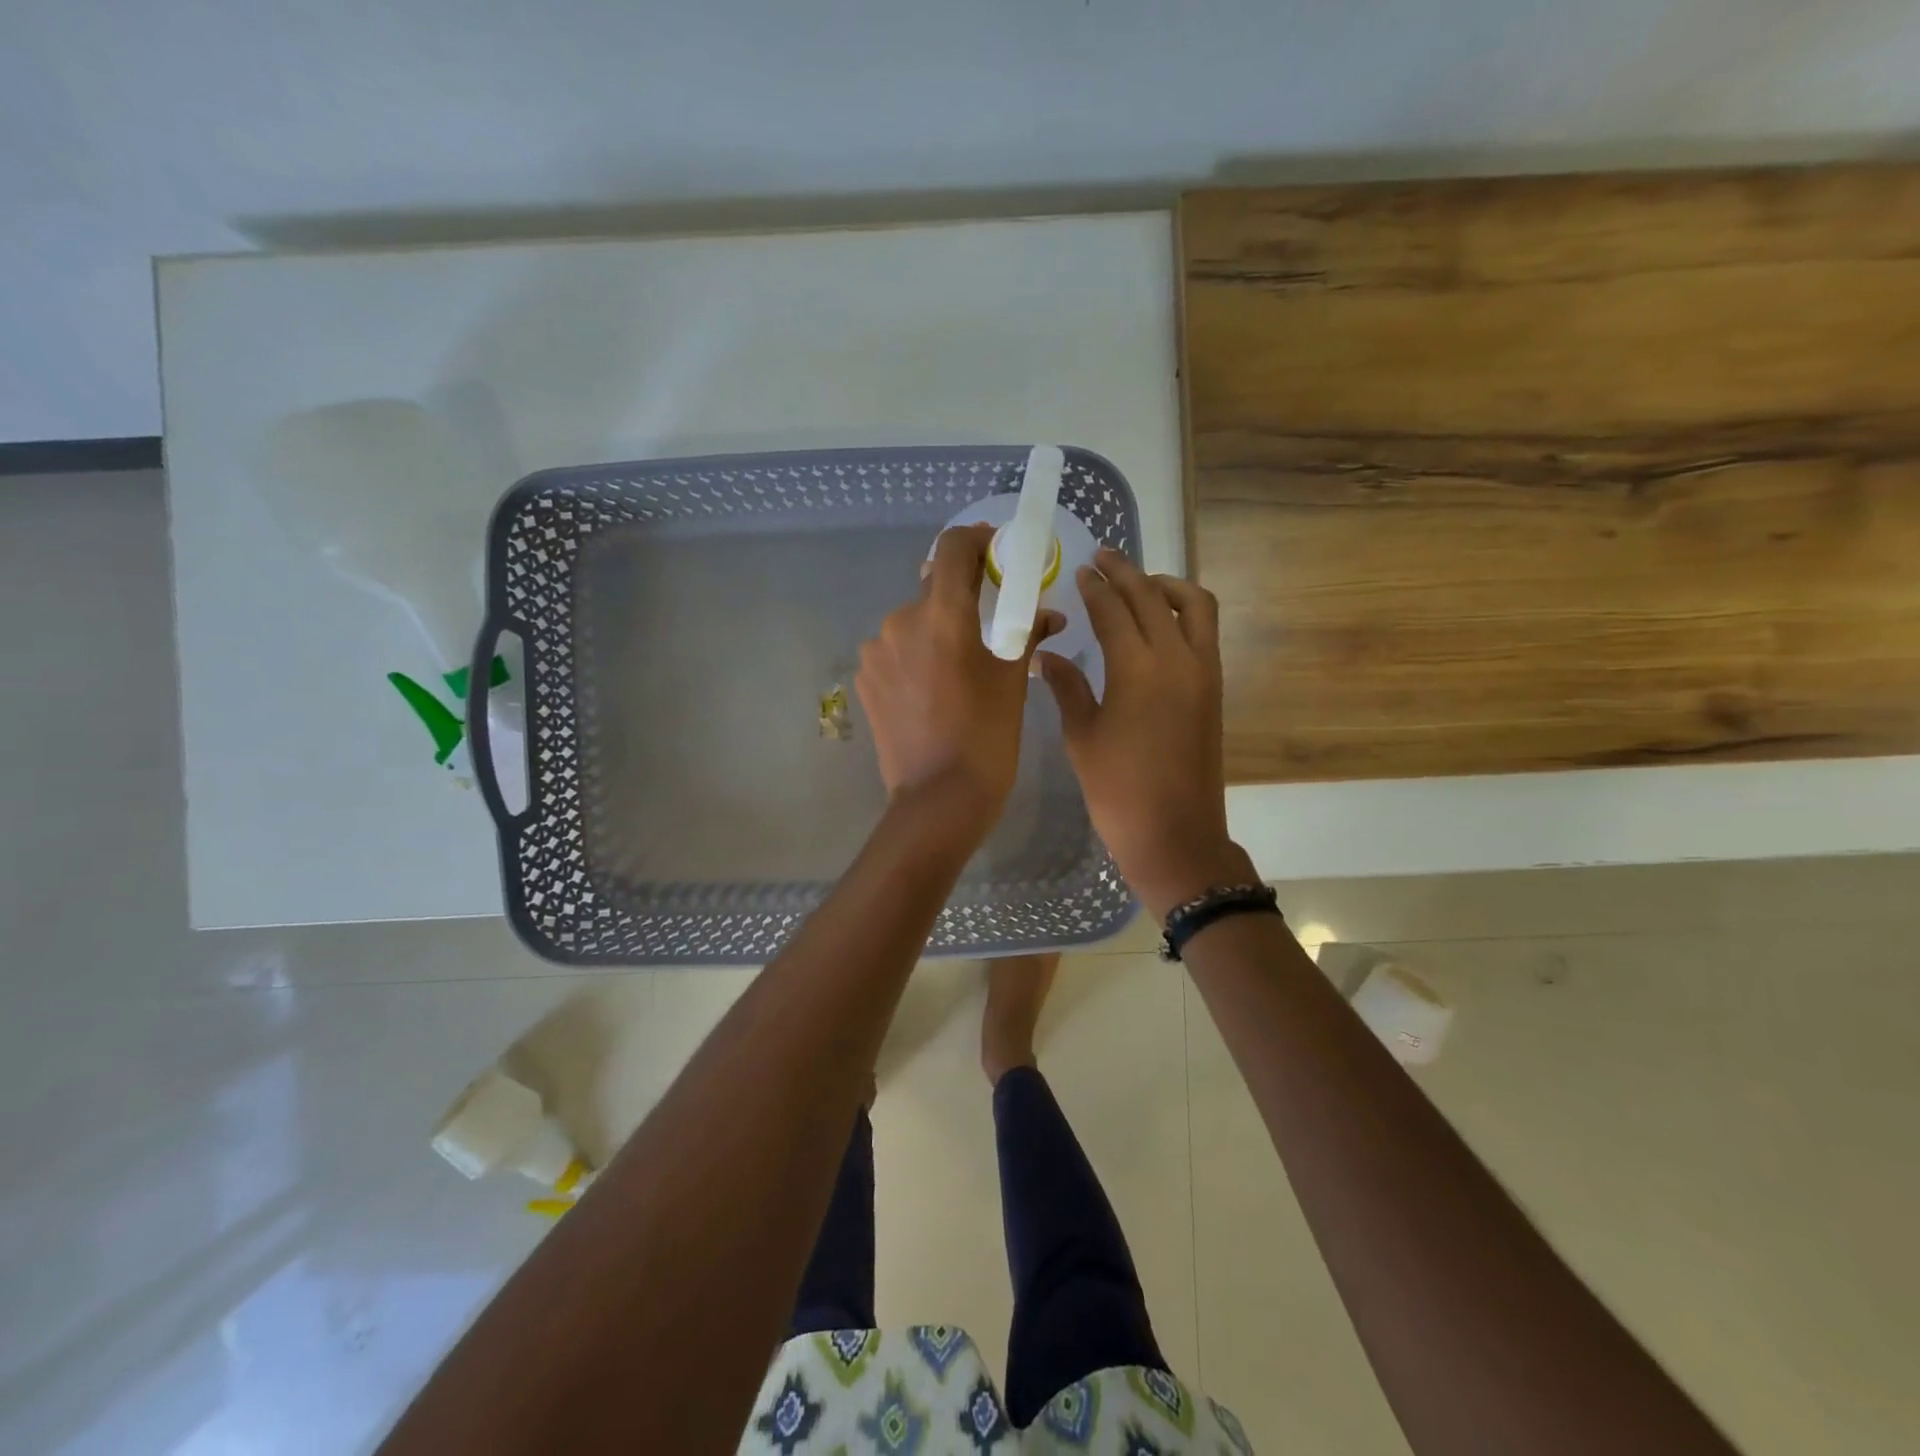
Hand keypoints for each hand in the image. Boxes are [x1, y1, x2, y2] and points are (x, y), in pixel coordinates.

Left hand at [857, 524, 1061, 831]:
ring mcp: (876, 652)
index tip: (995, 553)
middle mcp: (900, 621)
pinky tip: (931, 690)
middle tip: (987, 626)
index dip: (976, 540)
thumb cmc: (987, 737)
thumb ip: (1026, 633)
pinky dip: (915, 657)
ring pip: (912, 623)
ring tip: (957, 670)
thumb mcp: (1013, 682)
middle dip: (961, 599)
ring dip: (935, 631)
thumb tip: (1048, 613)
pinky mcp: (865, 679)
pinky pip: (894, 652)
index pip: (953, 548)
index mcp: (942, 615)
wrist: (938, 800)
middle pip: (933, 589)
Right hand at [1038, 549, 1249, 917]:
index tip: (1080, 572)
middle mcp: (1177, 658)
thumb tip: (1047, 655)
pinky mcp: (1214, 688)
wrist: (1176, 834)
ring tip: (1138, 584)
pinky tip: (1159, 621)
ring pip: (1194, 606)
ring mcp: (1203, 672)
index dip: (1095, 588)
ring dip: (1166, 586)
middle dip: (1126, 573)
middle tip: (1103, 559)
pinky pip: (1205, 631)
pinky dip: (1184, 612)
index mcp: (1137, 669)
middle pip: (1153, 597)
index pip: (1114, 610)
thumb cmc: (1117, 790)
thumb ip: (1067, 687)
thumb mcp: (1082, 737)